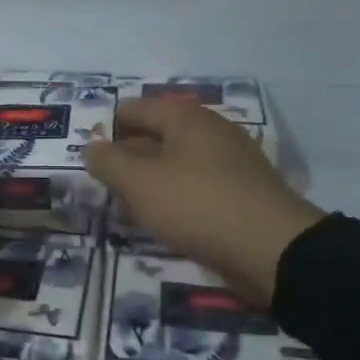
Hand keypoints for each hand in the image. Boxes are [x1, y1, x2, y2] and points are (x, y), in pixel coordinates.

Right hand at [83, 98, 324, 305]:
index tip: (88, 153)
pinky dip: (174, 198)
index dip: (108, 127)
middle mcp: (210, 132)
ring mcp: (230, 163)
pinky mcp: (241, 194)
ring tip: (126, 205)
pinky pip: (196, 187)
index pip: (136, 109)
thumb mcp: (138, 182)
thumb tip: (92, 147)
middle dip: (127, 155)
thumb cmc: (196, 204)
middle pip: (157, 135)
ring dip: (150, 181)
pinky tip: (161, 221)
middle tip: (102, 181)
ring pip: (176, 164)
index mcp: (186, 118)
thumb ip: (108, 161)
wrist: (271, 250)